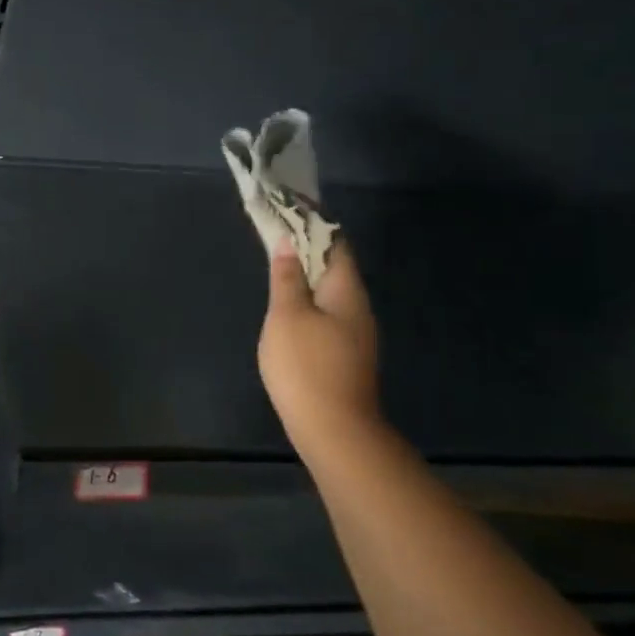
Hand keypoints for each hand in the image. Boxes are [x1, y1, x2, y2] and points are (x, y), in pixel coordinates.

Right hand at [258, 238, 380, 448]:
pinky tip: (288, 307)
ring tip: (277, 264)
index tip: (291, 207)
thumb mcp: (286, 315)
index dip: (315, 224)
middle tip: (276, 233)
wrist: (333, 429)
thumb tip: (288, 243)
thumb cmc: (306, 364)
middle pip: (334, 267)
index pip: (335, 244)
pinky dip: (307, 299)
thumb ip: (286, 278)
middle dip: (308, 248)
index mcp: (346, 291)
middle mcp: (358, 308)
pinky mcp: (345, 354)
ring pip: (330, 292)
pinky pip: (326, 313)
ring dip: (306, 275)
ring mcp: (355, 334)